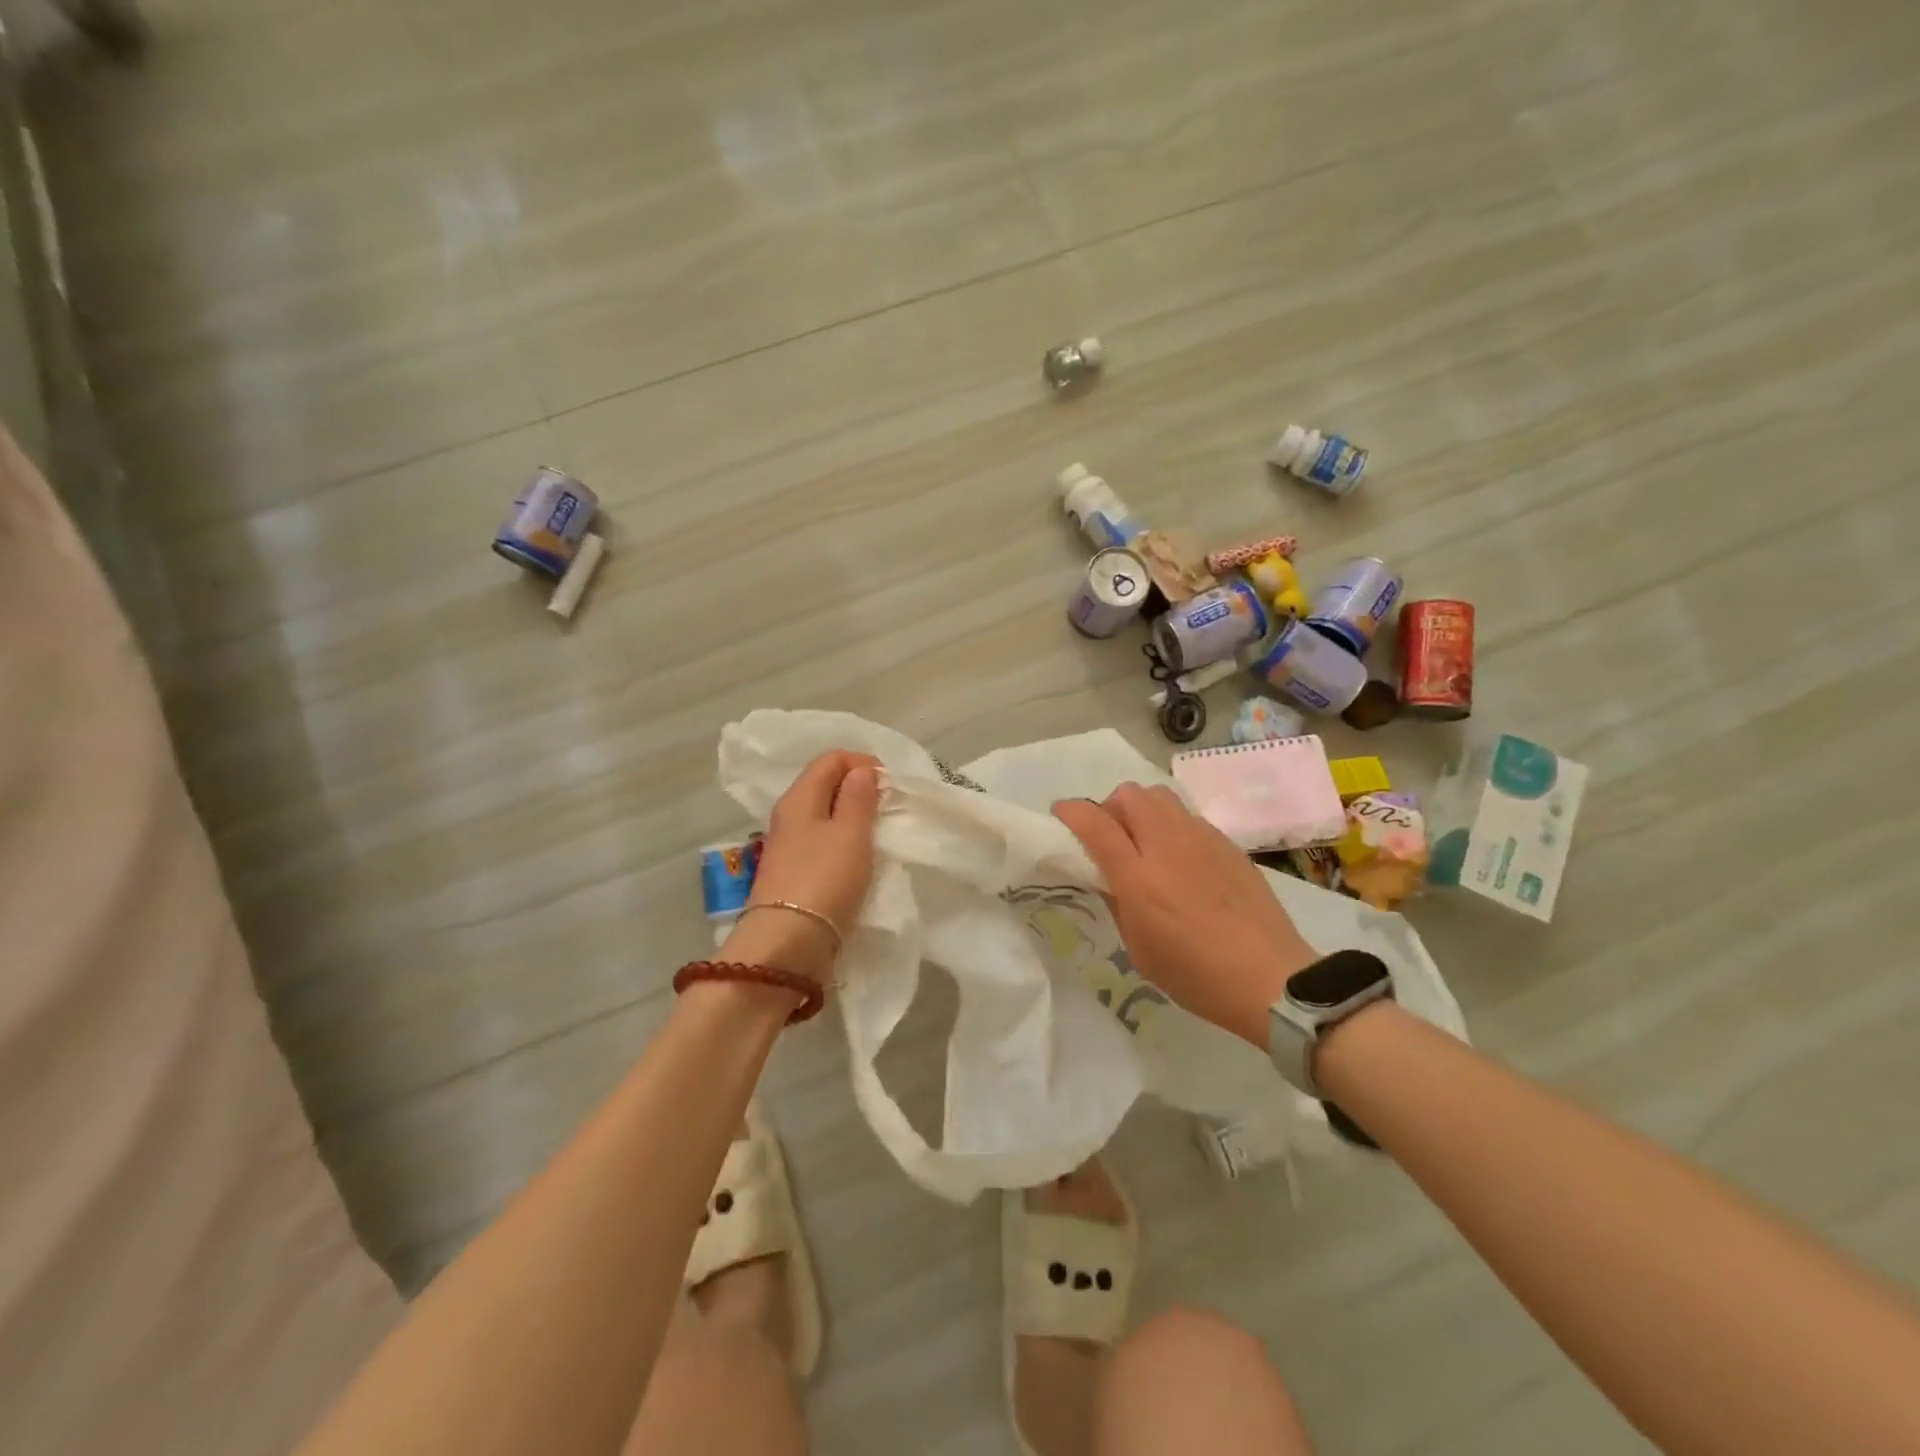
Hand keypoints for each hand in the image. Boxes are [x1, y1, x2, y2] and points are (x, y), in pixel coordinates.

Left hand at [721, 751, 881, 984]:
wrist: (787, 945)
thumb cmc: (824, 880)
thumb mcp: (851, 833)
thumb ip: (858, 797)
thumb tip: (861, 771)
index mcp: (799, 797)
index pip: (831, 759)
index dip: (863, 763)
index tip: (890, 785)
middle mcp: (788, 816)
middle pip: (825, 785)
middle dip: (859, 790)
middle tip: (888, 810)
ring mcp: (788, 846)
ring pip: (824, 816)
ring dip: (852, 818)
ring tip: (878, 835)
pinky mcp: (793, 874)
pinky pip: (822, 843)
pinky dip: (843, 842)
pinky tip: (859, 860)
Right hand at [1054, 783, 1317, 1046]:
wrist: (1271, 979)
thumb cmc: (1196, 976)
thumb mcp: (1139, 950)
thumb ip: (1117, 903)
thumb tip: (1106, 876)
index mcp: (1139, 877)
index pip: (1095, 823)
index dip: (1071, 812)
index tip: (1061, 815)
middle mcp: (1168, 846)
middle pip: (1129, 795)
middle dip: (1110, 807)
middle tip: (1110, 837)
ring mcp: (1202, 839)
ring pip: (1160, 796)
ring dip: (1141, 810)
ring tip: (1144, 842)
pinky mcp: (1228, 844)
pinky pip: (1188, 817)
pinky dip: (1172, 825)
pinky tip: (1181, 859)